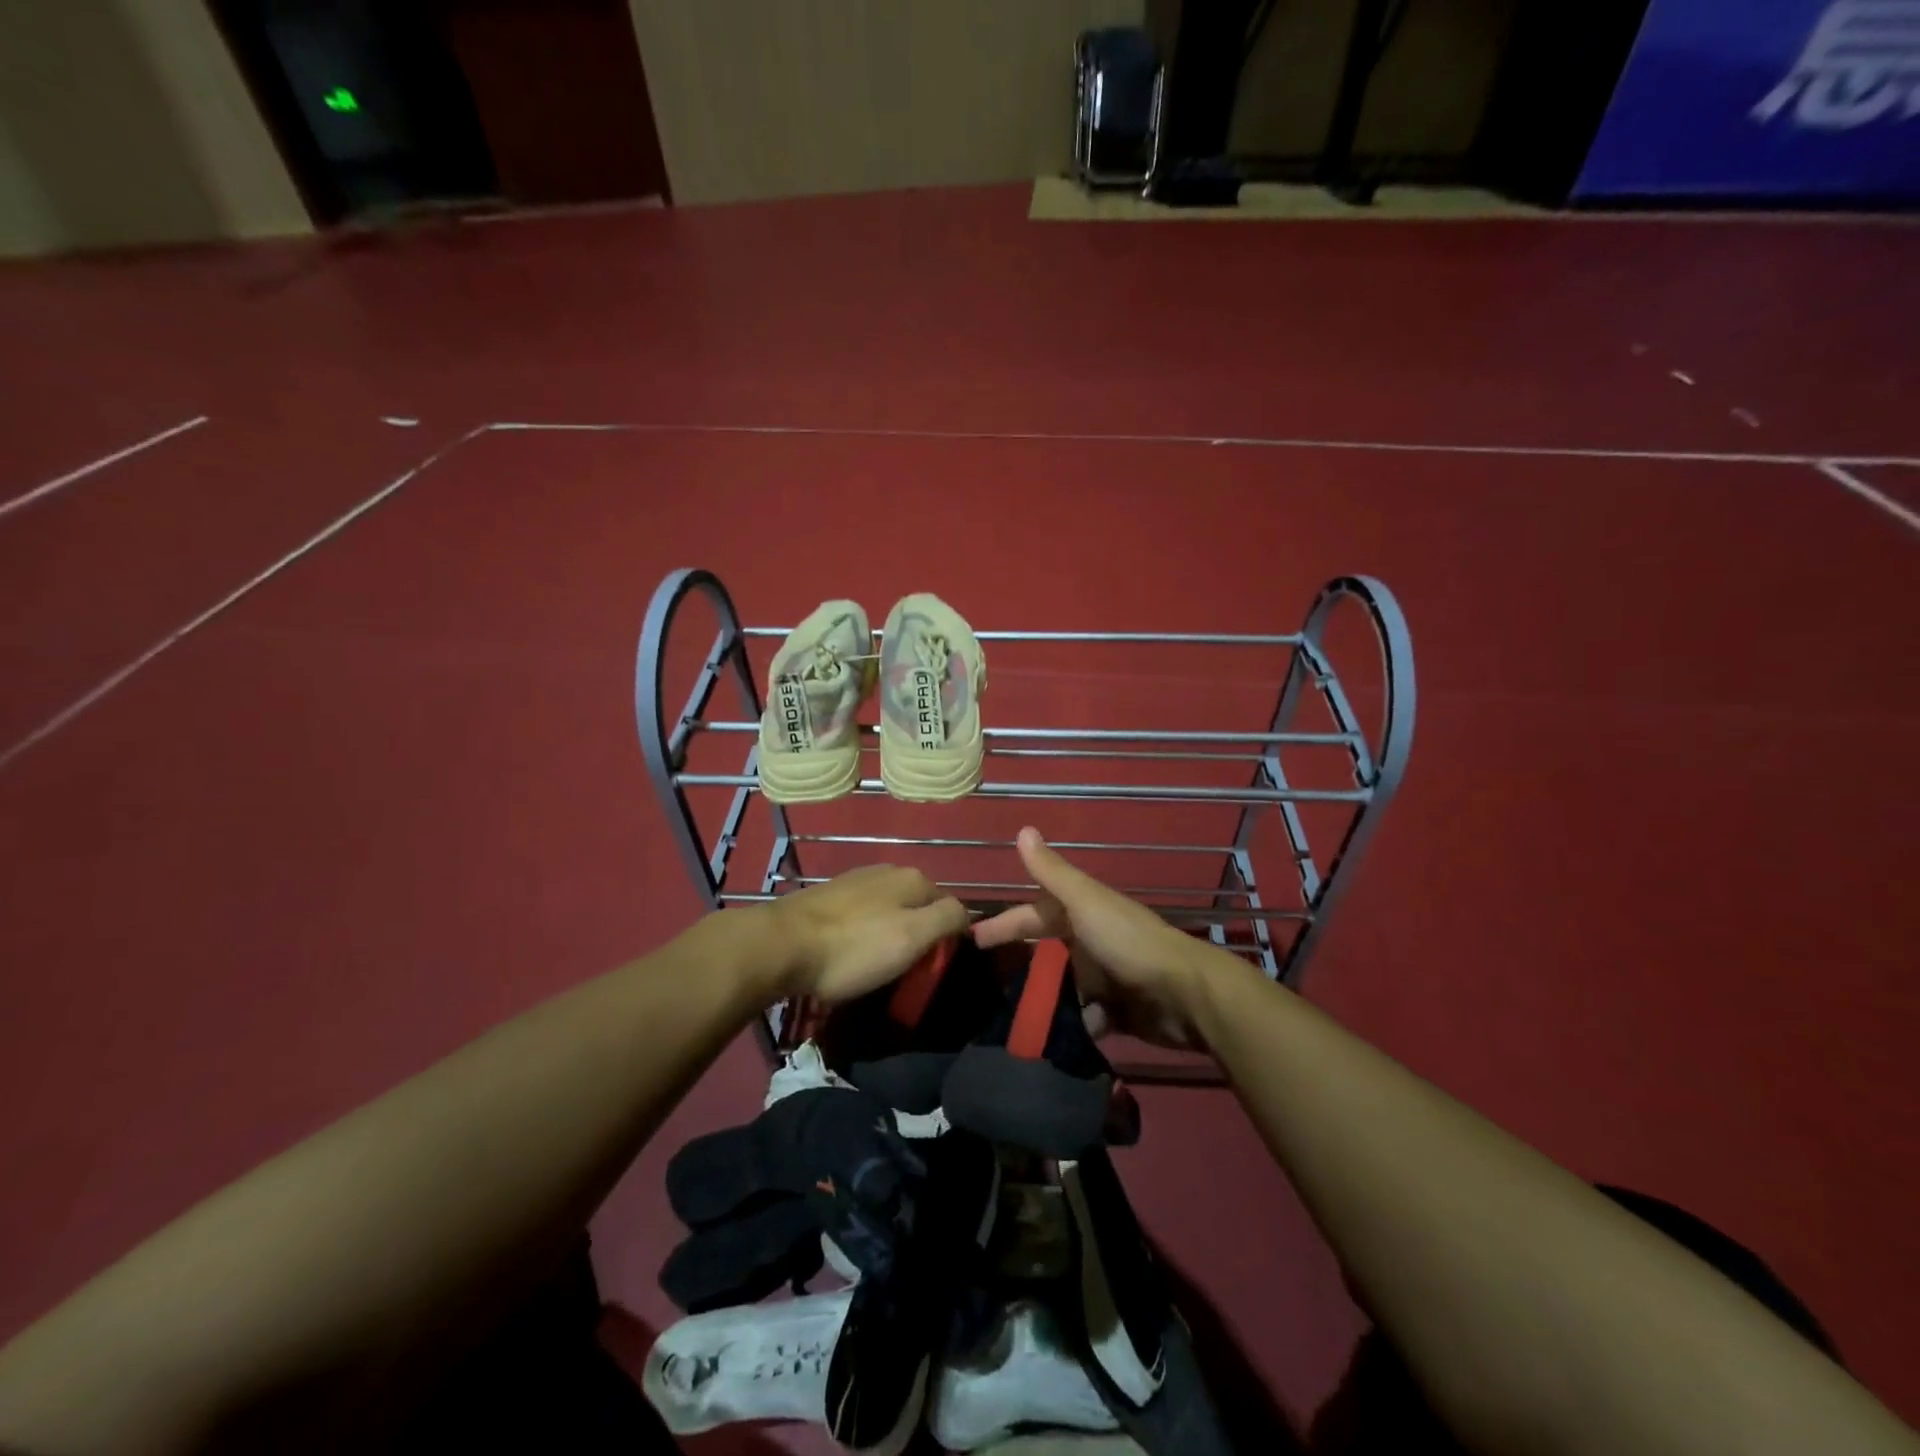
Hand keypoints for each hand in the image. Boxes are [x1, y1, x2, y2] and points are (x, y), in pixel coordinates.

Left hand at [766, 865, 969, 1004]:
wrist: (781, 945)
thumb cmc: (853, 948)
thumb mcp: (912, 937)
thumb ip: (947, 919)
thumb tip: (966, 914)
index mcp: (913, 878)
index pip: (950, 906)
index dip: (948, 939)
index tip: (932, 968)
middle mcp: (887, 870)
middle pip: (919, 906)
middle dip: (918, 934)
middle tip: (905, 970)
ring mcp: (855, 880)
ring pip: (890, 909)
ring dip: (890, 933)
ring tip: (876, 965)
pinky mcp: (829, 895)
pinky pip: (862, 914)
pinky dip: (863, 932)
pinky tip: (850, 951)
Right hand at [972, 828, 1223, 1049]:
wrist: (1185, 995)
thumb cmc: (1127, 942)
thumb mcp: (1085, 902)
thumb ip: (1052, 872)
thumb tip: (1022, 828)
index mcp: (1082, 912)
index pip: (1032, 915)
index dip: (1004, 924)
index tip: (973, 940)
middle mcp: (1091, 941)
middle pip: (1047, 951)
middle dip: (1020, 966)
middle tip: (985, 988)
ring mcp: (1105, 977)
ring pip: (1063, 987)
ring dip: (1043, 1000)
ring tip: (1011, 1021)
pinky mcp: (1117, 1012)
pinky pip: (1084, 1018)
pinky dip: (1072, 1025)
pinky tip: (1054, 1037)